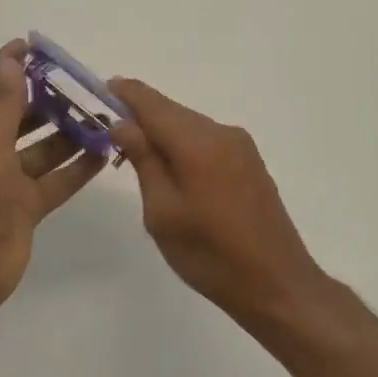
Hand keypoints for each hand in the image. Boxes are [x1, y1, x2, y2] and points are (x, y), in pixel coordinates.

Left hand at [0, 41, 105, 318]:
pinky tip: (104, 153)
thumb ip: (4, 103)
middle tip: (82, 82)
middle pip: (20, 116)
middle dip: (47, 99)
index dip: (9, 65)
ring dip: (68, 132)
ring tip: (101, 115)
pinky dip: (77, 168)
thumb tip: (11, 62)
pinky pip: (55, 180)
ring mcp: (6, 181)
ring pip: (42, 148)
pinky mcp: (25, 208)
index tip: (33, 45)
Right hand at [109, 78, 327, 327]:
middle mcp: (220, 132)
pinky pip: (206, 139)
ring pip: (189, 124)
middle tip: (108, 128)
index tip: (99, 91)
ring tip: (135, 151)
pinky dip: (183, 143)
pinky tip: (171, 166)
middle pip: (170, 110)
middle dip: (139, 114)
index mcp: (197, 142)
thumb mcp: (162, 213)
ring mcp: (239, 145)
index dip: (124, 93)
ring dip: (161, 130)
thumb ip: (143, 160)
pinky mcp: (249, 161)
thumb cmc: (211, 255)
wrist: (278, 285)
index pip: (151, 102)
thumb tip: (122, 123)